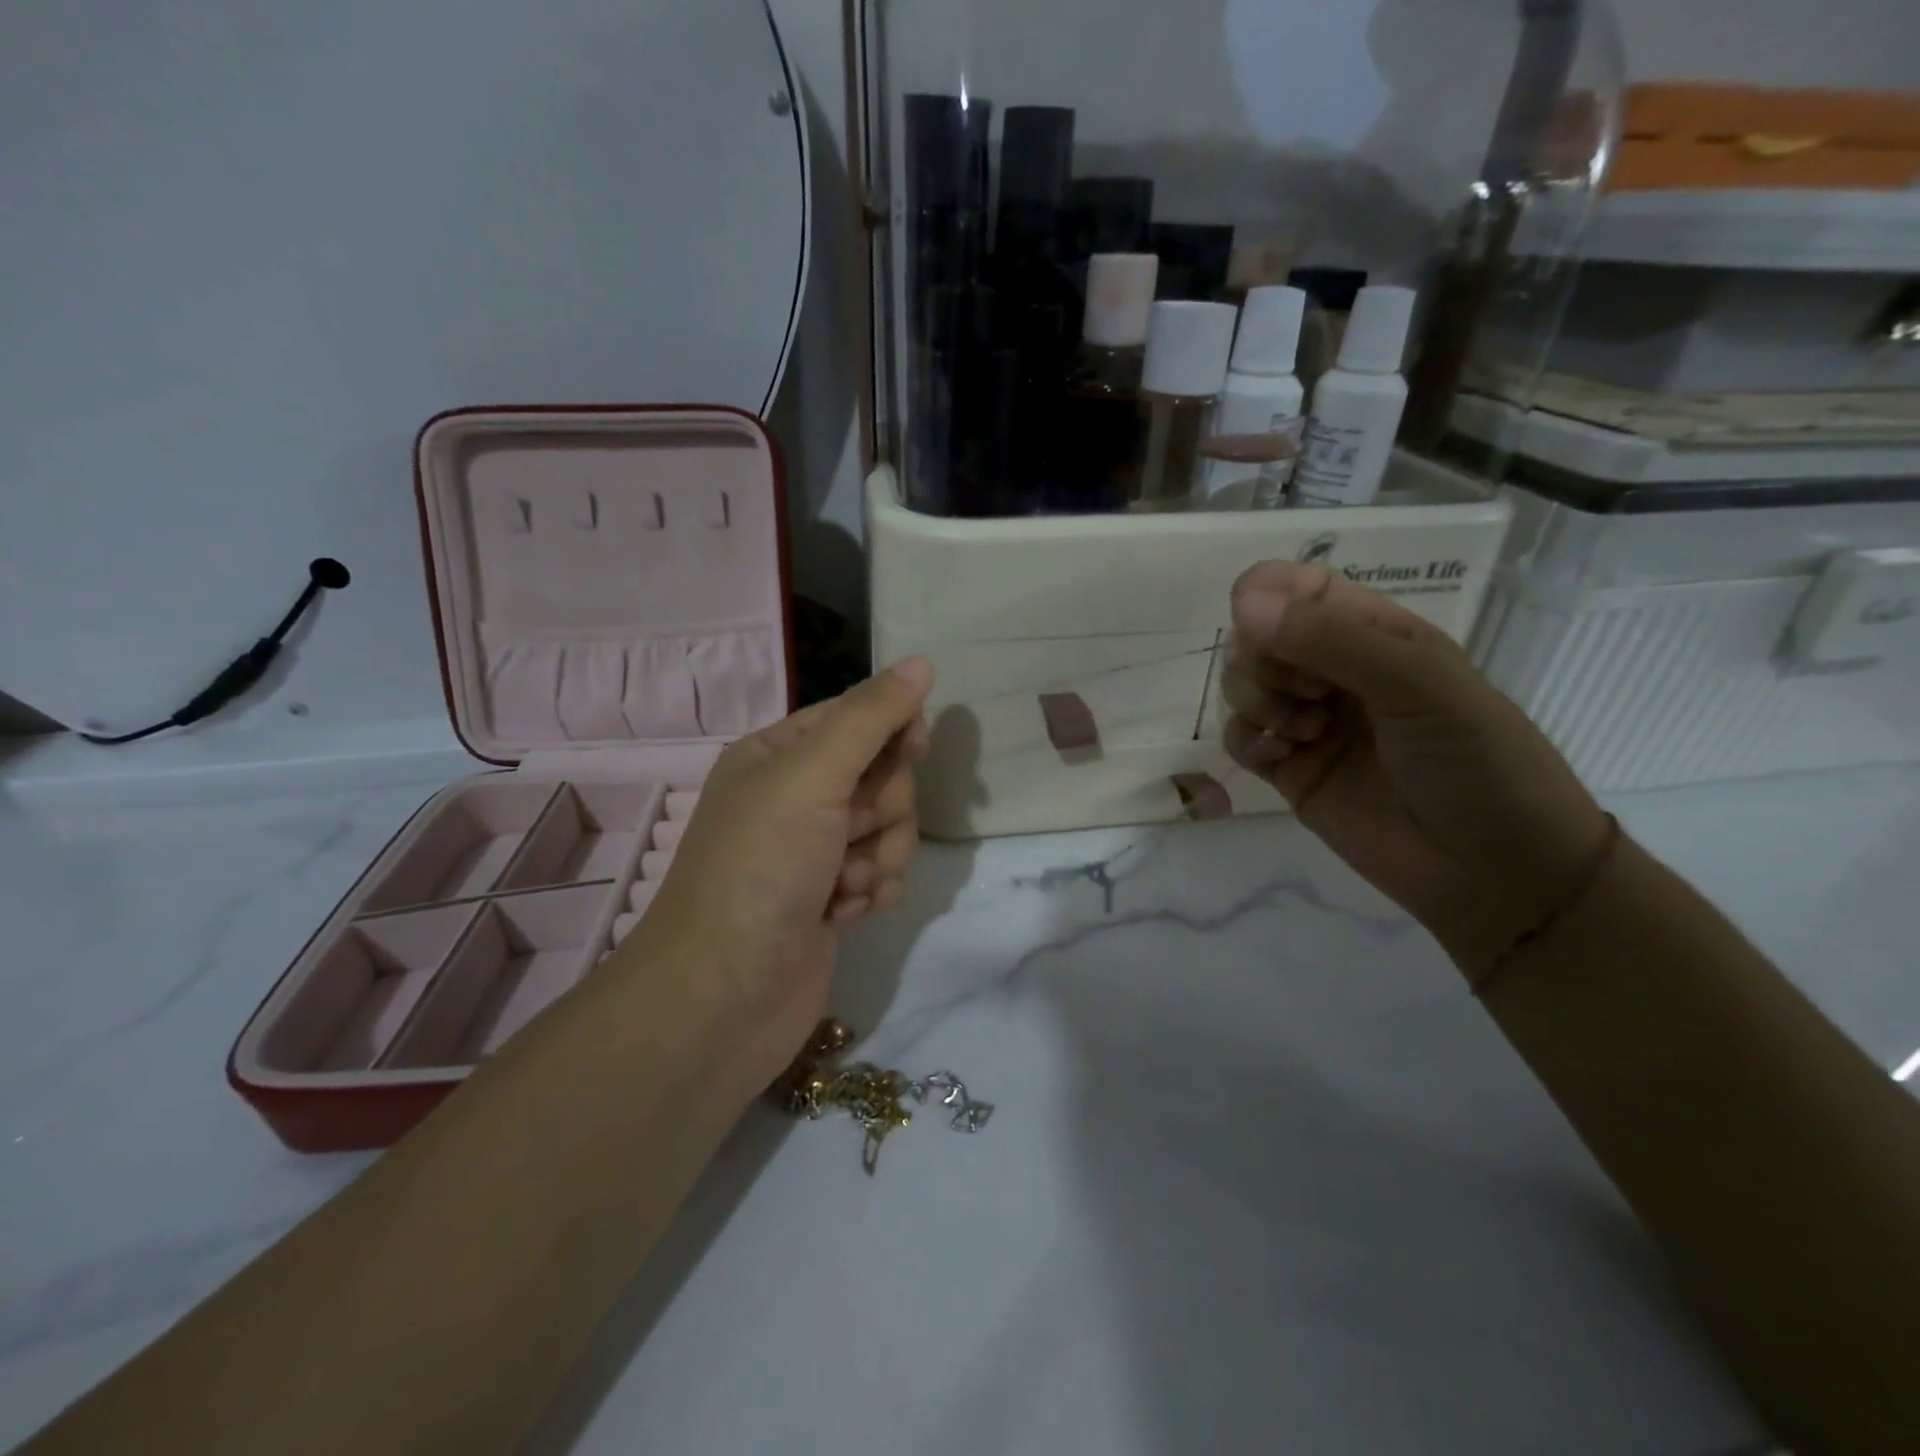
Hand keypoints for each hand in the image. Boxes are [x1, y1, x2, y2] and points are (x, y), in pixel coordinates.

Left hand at [627, 659, 934, 1089]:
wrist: (724, 994)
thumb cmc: (761, 867)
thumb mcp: (812, 776)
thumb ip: (871, 718)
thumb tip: (921, 662)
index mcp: (777, 754)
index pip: (855, 717)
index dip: (892, 729)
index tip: (914, 750)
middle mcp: (795, 797)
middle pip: (880, 775)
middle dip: (881, 808)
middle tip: (850, 833)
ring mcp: (814, 851)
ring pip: (888, 827)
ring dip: (878, 856)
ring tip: (844, 885)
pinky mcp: (832, 898)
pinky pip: (883, 873)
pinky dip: (872, 891)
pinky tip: (845, 913)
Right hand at [1222, 562, 1609, 972]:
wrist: (1491, 870)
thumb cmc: (1475, 760)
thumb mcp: (1417, 683)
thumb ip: (1329, 639)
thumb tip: (1241, 602)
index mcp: (1376, 634)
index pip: (1301, 589)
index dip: (1268, 594)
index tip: (1256, 619)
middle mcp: (1335, 671)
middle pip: (1259, 636)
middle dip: (1265, 658)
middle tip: (1307, 691)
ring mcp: (1308, 722)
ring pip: (1242, 685)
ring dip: (1258, 700)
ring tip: (1303, 731)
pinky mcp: (1288, 770)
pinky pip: (1239, 738)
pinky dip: (1248, 741)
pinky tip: (1280, 758)